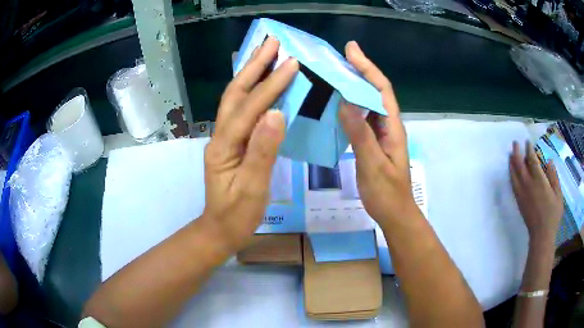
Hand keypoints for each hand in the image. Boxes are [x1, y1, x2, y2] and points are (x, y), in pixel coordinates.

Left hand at [203, 37, 298, 251]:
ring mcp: (225, 137)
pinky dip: (253, 91)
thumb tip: (277, 114)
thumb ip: (263, 151)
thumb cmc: (236, 215)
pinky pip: (243, 110)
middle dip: (254, 66)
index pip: (249, 108)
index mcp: (225, 146)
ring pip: (237, 98)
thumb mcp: (252, 188)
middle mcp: (221, 135)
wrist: (220, 230)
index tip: (291, 64)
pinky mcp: (233, 142)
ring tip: (267, 53)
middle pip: (236, 93)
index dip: (271, 85)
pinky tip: (263, 83)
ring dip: (251, 73)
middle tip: (271, 43)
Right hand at [338, 41, 418, 227]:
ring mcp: (380, 133)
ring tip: (334, 73)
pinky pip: (361, 117)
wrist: (394, 213)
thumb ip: (361, 135)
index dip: (367, 68)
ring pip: (367, 103)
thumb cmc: (387, 193)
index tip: (351, 50)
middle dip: (360, 71)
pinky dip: (349, 105)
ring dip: (353, 85)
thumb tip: (345, 102)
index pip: (381, 90)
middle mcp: (387, 125)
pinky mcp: (372, 141)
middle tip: (338, 57)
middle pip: (375, 91)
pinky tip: (336, 102)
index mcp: (392, 127)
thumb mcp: (373, 165)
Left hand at [509, 141, 563, 243]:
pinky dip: (511, 175)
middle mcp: (528, 185)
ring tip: (510, 153)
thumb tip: (549, 160)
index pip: (532, 160)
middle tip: (515, 143)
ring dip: (512, 162)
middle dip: (517, 152)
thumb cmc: (553, 215)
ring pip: (514, 174)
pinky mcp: (519, 202)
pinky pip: (513, 185)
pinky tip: (511, 171)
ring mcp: (522, 194)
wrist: (541, 235)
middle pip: (520, 164)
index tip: (528, 142)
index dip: (529, 149)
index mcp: (539, 181)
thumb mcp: (558, 194)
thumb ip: (553, 176)